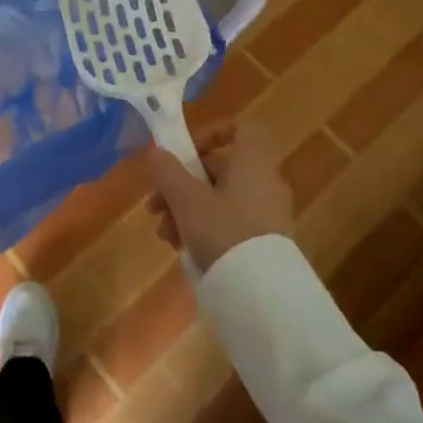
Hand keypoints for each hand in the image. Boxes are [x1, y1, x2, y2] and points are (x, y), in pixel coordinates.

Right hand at [146, 119, 293, 272]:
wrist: (261, 293)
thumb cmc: (223, 231)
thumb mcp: (187, 199)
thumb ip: (168, 172)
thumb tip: (157, 152)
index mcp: (254, 162)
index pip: (241, 129)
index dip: (212, 133)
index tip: (185, 152)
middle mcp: (265, 182)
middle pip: (219, 170)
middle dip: (181, 185)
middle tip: (155, 205)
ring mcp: (267, 214)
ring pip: (219, 199)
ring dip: (185, 210)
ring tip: (164, 234)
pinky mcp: (264, 242)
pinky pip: (229, 223)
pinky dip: (204, 228)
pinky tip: (181, 249)